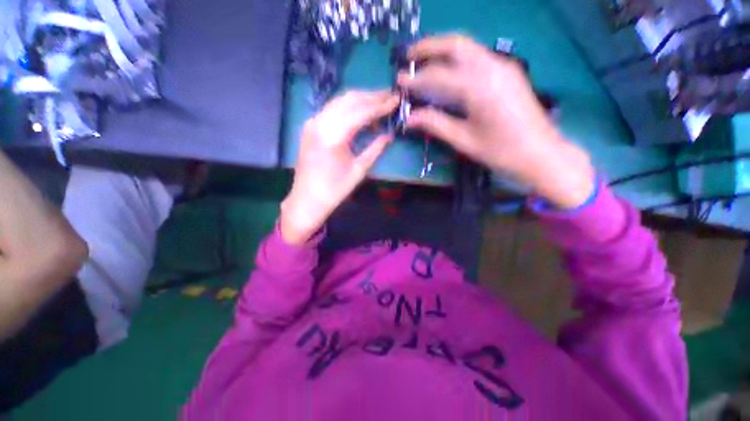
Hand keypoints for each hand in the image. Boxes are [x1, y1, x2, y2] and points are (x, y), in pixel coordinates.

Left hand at [281, 90, 398, 244]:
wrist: (307, 199)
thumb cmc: (335, 190)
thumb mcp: (359, 170)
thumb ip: (376, 149)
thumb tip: (389, 135)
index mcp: (333, 136)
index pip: (361, 111)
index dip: (381, 105)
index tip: (396, 99)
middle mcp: (320, 122)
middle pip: (350, 99)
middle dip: (372, 96)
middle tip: (390, 96)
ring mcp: (312, 122)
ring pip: (340, 101)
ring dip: (360, 99)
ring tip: (379, 101)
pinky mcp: (310, 126)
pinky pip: (332, 108)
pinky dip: (348, 107)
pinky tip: (360, 112)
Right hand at [398, 35, 594, 207]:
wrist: (540, 152)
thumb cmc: (500, 151)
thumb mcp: (463, 140)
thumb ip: (435, 124)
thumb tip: (409, 118)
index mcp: (479, 87)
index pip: (438, 75)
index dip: (416, 78)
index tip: (399, 80)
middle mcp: (492, 67)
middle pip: (456, 44)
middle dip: (429, 47)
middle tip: (409, 56)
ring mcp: (503, 66)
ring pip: (468, 46)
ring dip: (443, 49)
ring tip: (423, 59)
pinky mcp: (508, 71)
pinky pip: (477, 56)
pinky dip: (458, 58)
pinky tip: (448, 70)